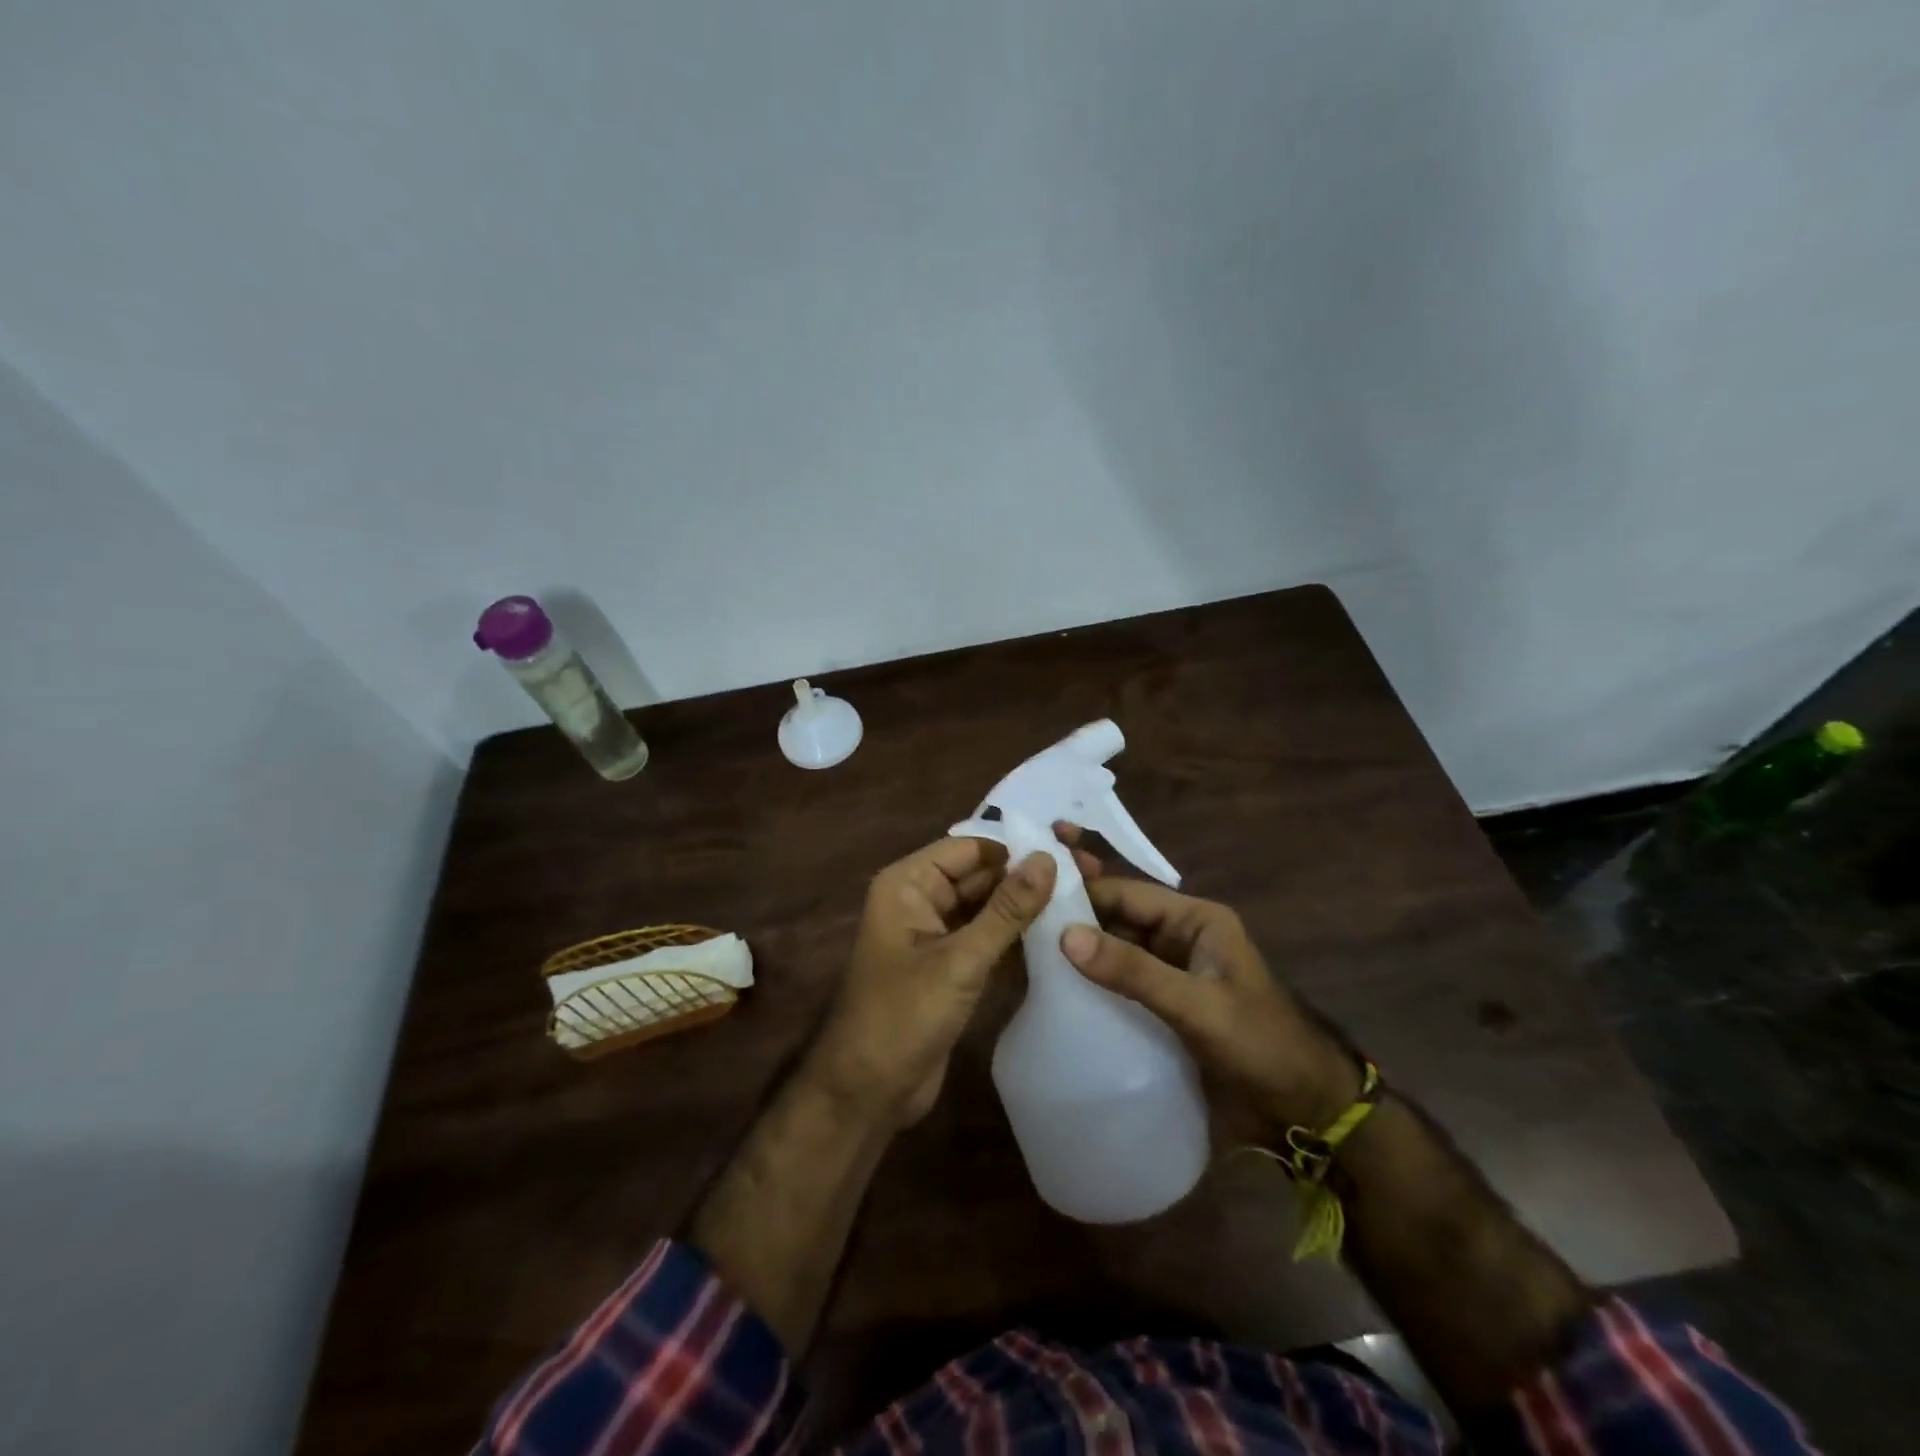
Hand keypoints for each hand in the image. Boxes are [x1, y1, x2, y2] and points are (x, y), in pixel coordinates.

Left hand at [809, 836, 1056, 1128]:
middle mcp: (919, 900)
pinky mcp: (948, 966)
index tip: (1068, 853)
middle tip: (1085, 879)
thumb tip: (1048, 859)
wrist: (868, 1091)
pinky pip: (984, 937)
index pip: (968, 848)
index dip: (1013, 848)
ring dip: (1021, 908)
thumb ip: (1007, 909)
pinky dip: (1012, 936)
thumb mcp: (960, 960)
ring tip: (1079, 902)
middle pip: (978, 876)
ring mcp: (933, 935)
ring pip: (984, 908)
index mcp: (908, 884)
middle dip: (1022, 878)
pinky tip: (1056, 936)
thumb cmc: (904, 1016)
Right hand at [1055, 826, 1359, 1136]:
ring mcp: (1171, 973)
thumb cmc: (1260, 1044)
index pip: (1127, 893)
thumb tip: (1065, 936)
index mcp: (1195, 919)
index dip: (1081, 891)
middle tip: (1017, 925)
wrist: (1307, 1110)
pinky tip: (1057, 994)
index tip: (1030, 896)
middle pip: (1117, 919)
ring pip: (1116, 952)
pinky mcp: (1164, 1006)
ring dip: (1080, 955)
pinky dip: (1093, 985)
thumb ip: (1134, 971)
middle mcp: (1179, 938)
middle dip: (1074, 921)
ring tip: (1024, 957)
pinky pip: (1121, 984)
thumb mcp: (1198, 1005)